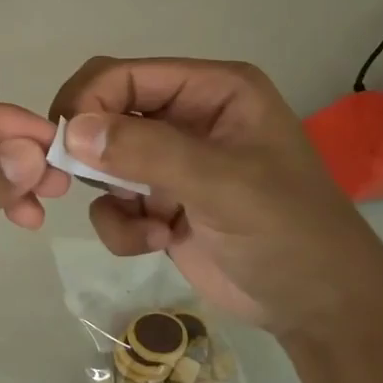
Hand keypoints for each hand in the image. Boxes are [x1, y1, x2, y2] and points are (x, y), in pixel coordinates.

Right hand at [50, 57, 382, 337]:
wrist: (317, 307)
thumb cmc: (287, 232)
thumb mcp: (224, 185)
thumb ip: (148, 152)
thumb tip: (73, 131)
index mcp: (212, 90)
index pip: (126, 75)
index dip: (89, 101)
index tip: (65, 144)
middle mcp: (186, 118)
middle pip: (105, 112)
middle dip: (90, 151)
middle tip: (81, 182)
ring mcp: (170, 162)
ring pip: (101, 162)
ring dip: (112, 198)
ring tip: (149, 226)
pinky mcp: (158, 204)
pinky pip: (111, 203)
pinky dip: (122, 227)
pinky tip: (158, 242)